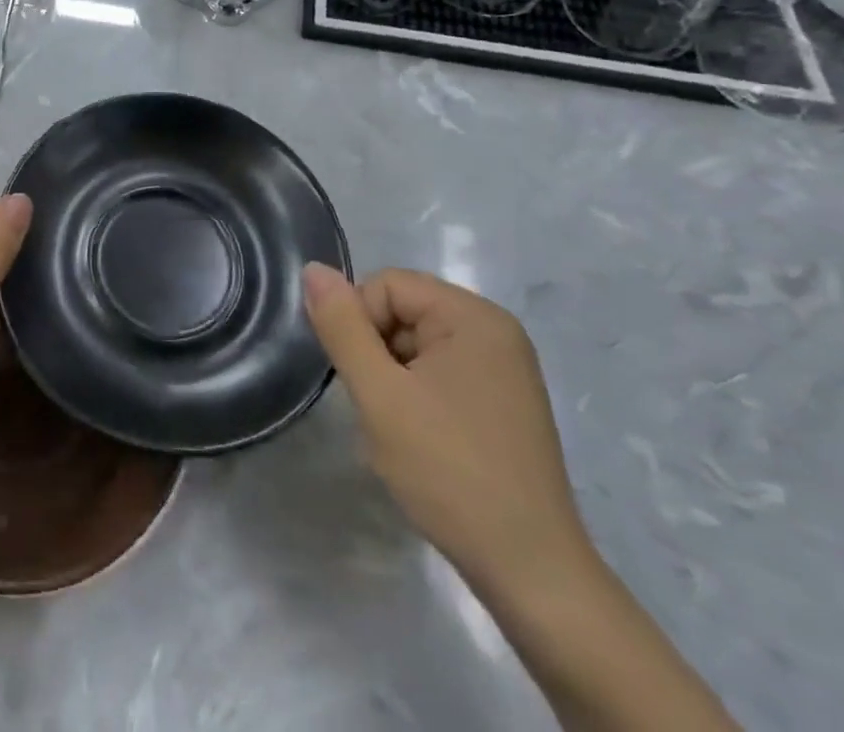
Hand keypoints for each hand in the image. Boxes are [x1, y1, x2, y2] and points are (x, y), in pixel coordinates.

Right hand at [303, 264, 592, 600]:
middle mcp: (495, 332)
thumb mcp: (380, 394)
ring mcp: (504, 369)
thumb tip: (312, 270)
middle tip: (380, 407)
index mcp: (474, 317)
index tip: (362, 379)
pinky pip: (439, 373)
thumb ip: (342, 326)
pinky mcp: (503, 403)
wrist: (530, 574)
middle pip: (402, 311)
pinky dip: (415, 396)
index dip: (359, 324)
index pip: (386, 285)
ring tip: (399, 429)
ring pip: (416, 345)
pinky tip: (420, 440)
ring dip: (392, 378)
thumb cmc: (450, 472)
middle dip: (376, 352)